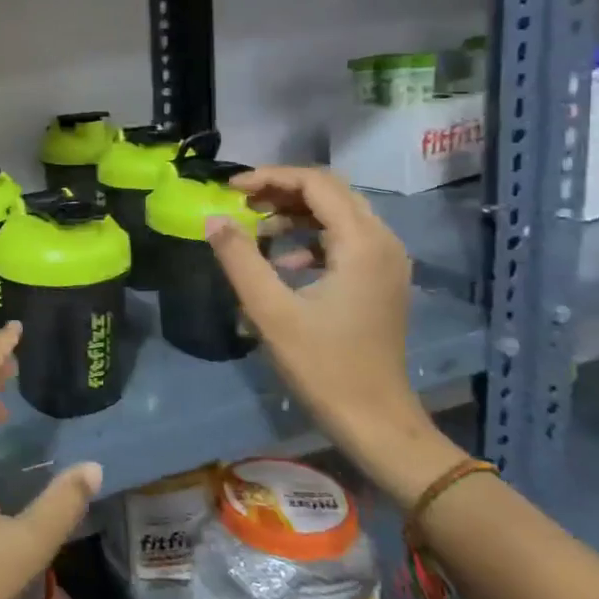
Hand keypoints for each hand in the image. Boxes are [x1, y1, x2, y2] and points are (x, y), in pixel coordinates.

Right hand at [209, 166, 464, 508]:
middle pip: (330, 192)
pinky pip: (343, 239)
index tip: (230, 189)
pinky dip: (309, 237)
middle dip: (281, 190)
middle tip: (239, 202)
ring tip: (254, 228)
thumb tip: (212, 218)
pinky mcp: (380, 280)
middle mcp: (383, 242)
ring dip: (294, 212)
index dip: (270, 177)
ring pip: (337, 214)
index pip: (316, 183)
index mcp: (362, 243)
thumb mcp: (270, 310)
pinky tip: (281, 261)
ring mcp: (386, 262)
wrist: (375, 421)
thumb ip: (239, 258)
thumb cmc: (323, 365)